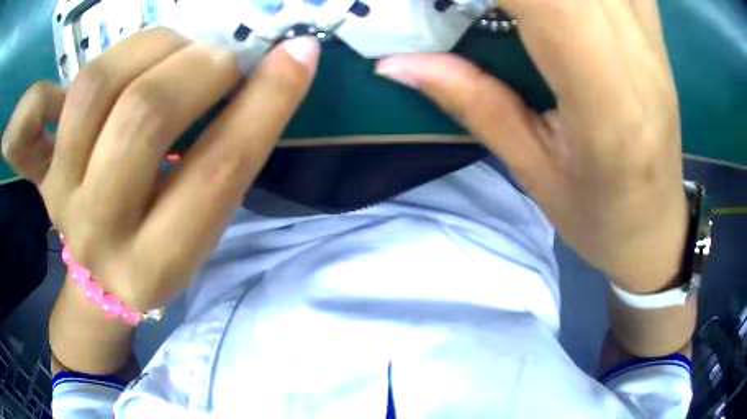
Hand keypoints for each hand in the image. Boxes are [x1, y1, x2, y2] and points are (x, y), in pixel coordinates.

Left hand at [2, 28, 319, 310]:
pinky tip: (61, 92)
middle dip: (198, 67)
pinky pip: (26, 124)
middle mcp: (101, 232)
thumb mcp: (201, 234)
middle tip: (219, 60)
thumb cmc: (157, 257)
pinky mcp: (38, 173)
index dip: (266, 101)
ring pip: (94, 88)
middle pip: (142, 117)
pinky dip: (36, 96)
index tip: (300, 54)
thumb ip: (226, 160)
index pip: (216, 171)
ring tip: (169, 52)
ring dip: (148, 48)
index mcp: (157, 263)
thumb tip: (273, 71)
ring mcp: (60, 195)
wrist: (100, 283)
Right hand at [376, 0, 686, 292]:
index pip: (552, 4)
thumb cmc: (599, 215)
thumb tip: (395, 63)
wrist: (656, 228)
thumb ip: (472, 103)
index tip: (452, 0)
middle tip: (481, 5)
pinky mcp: (658, 37)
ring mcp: (654, 42)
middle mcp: (639, 58)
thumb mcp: (532, 172)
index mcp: (608, 104)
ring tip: (518, 8)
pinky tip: (569, 2)